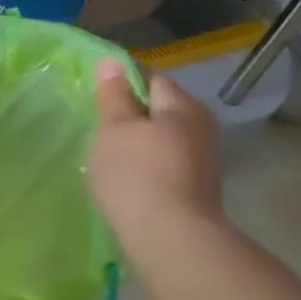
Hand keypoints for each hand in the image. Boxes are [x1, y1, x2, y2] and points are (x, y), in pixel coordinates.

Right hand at [88, 59, 225, 264]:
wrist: (170, 238)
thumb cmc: (136, 174)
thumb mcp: (115, 129)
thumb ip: (113, 95)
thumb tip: (112, 61)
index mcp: (182, 106)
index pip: (151, 78)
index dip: (123, 82)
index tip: (98, 96)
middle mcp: (200, 127)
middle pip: (161, 109)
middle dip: (133, 114)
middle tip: (100, 126)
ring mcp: (202, 160)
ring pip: (164, 138)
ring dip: (140, 142)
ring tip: (109, 154)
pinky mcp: (195, 188)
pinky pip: (166, 164)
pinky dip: (147, 165)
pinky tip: (127, 179)